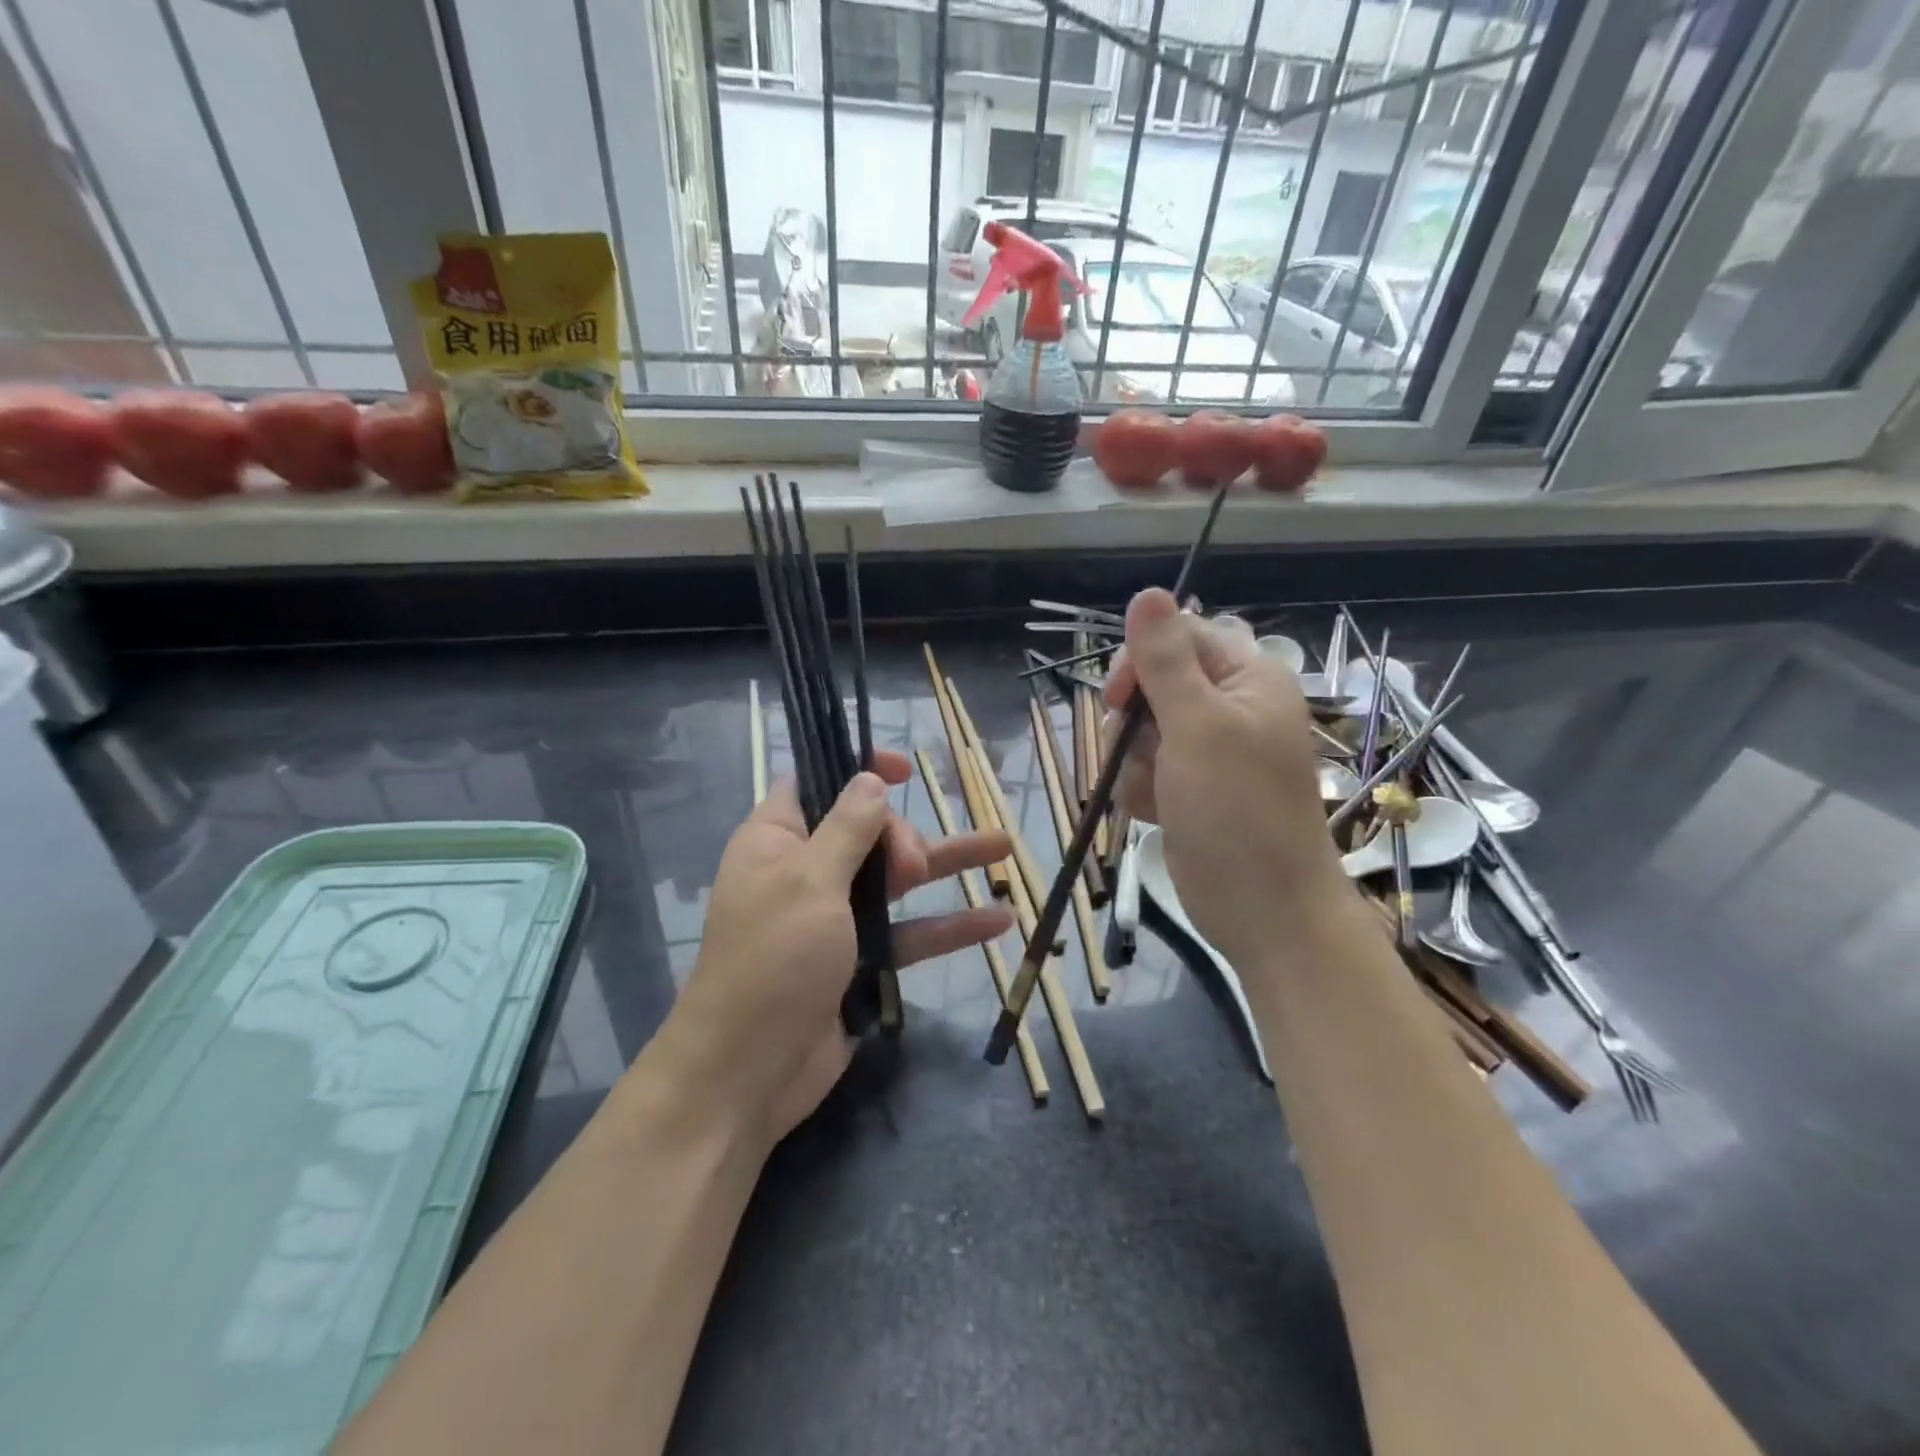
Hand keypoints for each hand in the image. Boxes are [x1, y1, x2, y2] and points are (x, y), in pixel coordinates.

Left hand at [655, 748, 1012, 1146]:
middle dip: (902, 837)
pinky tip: (999, 920)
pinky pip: (911, 933)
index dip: (858, 769)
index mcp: (777, 840)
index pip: (816, 781)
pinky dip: (950, 927)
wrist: (749, 1072)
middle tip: (911, 869)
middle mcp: (806, 871)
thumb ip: (847, 827)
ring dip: (947, 865)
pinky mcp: (861, 961)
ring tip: (1005, 847)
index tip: (904, 769)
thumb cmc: (772, 959)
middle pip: (868, 830)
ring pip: (899, 880)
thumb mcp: (809, 881)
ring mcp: (836, 918)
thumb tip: (869, 779)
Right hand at [1104, 588, 1347, 967]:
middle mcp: (1230, 707)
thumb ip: (1165, 660)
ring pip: (1142, 729)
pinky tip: (1154, 812)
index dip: (1141, 661)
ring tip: (1153, 793)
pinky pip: (1145, 767)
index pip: (1180, 636)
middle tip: (1139, 753)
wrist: (1262, 909)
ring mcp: (1210, 751)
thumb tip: (1147, 591)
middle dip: (1134, 722)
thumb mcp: (1196, 726)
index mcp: (1247, 678)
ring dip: (1133, 761)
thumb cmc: (1236, 811)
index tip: (1118, 699)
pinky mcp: (1191, 787)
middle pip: (1154, 684)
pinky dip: (1140, 788)